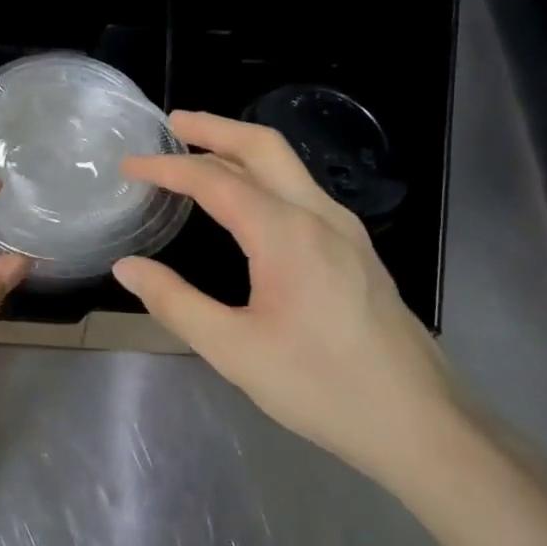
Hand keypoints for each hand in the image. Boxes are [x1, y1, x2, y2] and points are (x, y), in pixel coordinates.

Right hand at [114, 111, 465, 489]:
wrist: (418, 422)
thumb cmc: (321, 387)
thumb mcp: (233, 350)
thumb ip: (175, 302)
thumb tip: (128, 268)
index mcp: (286, 234)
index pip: (215, 180)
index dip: (168, 168)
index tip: (129, 166)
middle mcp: (319, 216)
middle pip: (263, 147)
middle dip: (214, 128)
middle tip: (172, 123)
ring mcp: (345, 230)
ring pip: (288, 167)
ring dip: (241, 149)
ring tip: (201, 153)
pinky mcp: (357, 249)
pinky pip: (302, 191)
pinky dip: (264, 176)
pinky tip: (248, 201)